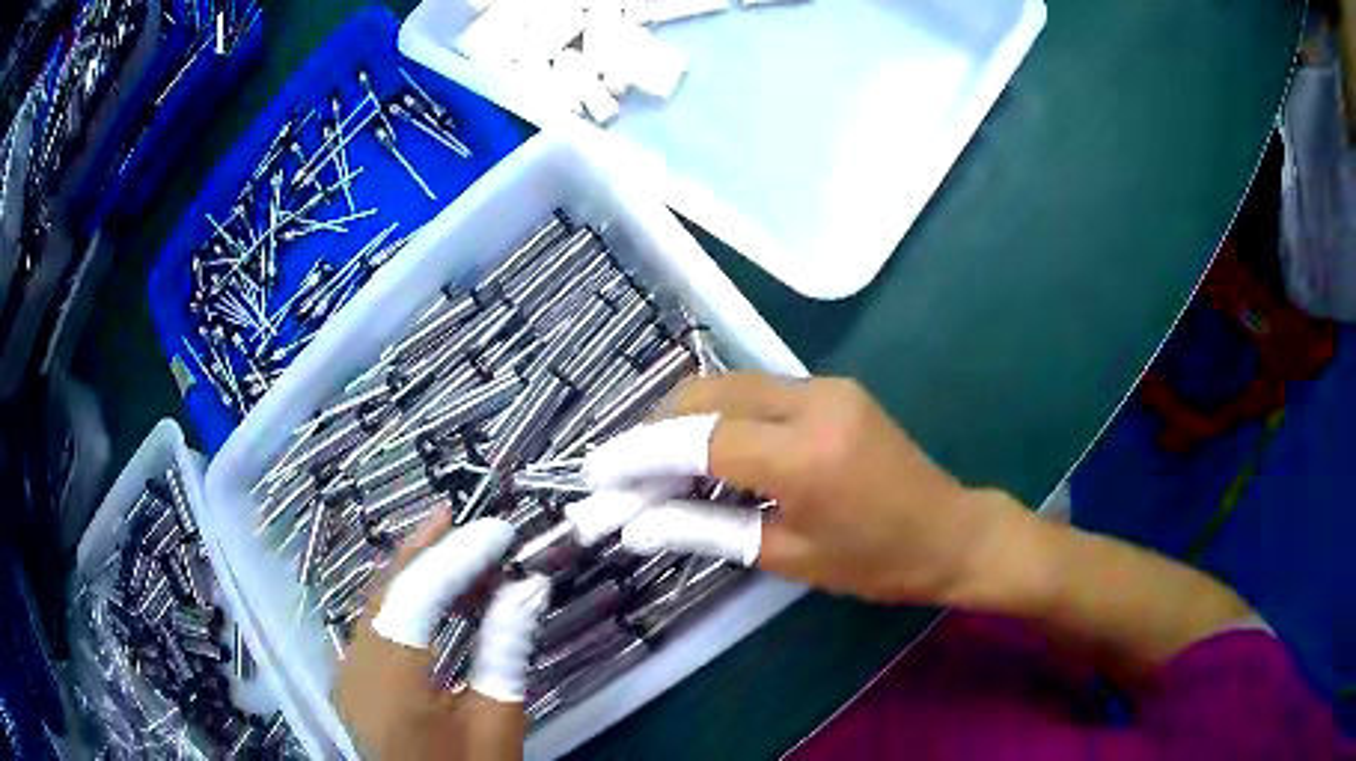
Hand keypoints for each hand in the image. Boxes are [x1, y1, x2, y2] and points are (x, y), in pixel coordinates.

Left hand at [335, 515, 548, 759]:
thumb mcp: (498, 721)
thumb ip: (505, 650)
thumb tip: (529, 587)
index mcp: (391, 685)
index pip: (417, 597)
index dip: (458, 556)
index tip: (500, 531)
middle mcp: (354, 667)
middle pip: (386, 588)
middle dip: (430, 549)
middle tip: (474, 525)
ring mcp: (346, 670)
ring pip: (376, 600)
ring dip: (419, 571)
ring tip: (465, 552)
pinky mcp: (351, 676)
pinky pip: (374, 622)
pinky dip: (406, 599)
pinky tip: (437, 593)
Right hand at [581, 373, 1023, 604]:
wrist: (951, 532)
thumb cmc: (874, 562)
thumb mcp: (787, 557)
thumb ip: (706, 531)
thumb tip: (637, 526)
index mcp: (803, 456)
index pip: (698, 441)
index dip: (640, 455)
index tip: (599, 473)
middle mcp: (812, 402)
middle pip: (707, 393)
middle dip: (656, 427)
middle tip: (627, 470)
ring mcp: (826, 387)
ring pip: (731, 384)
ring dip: (686, 417)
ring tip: (659, 462)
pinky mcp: (834, 388)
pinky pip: (759, 390)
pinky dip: (722, 414)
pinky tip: (711, 448)